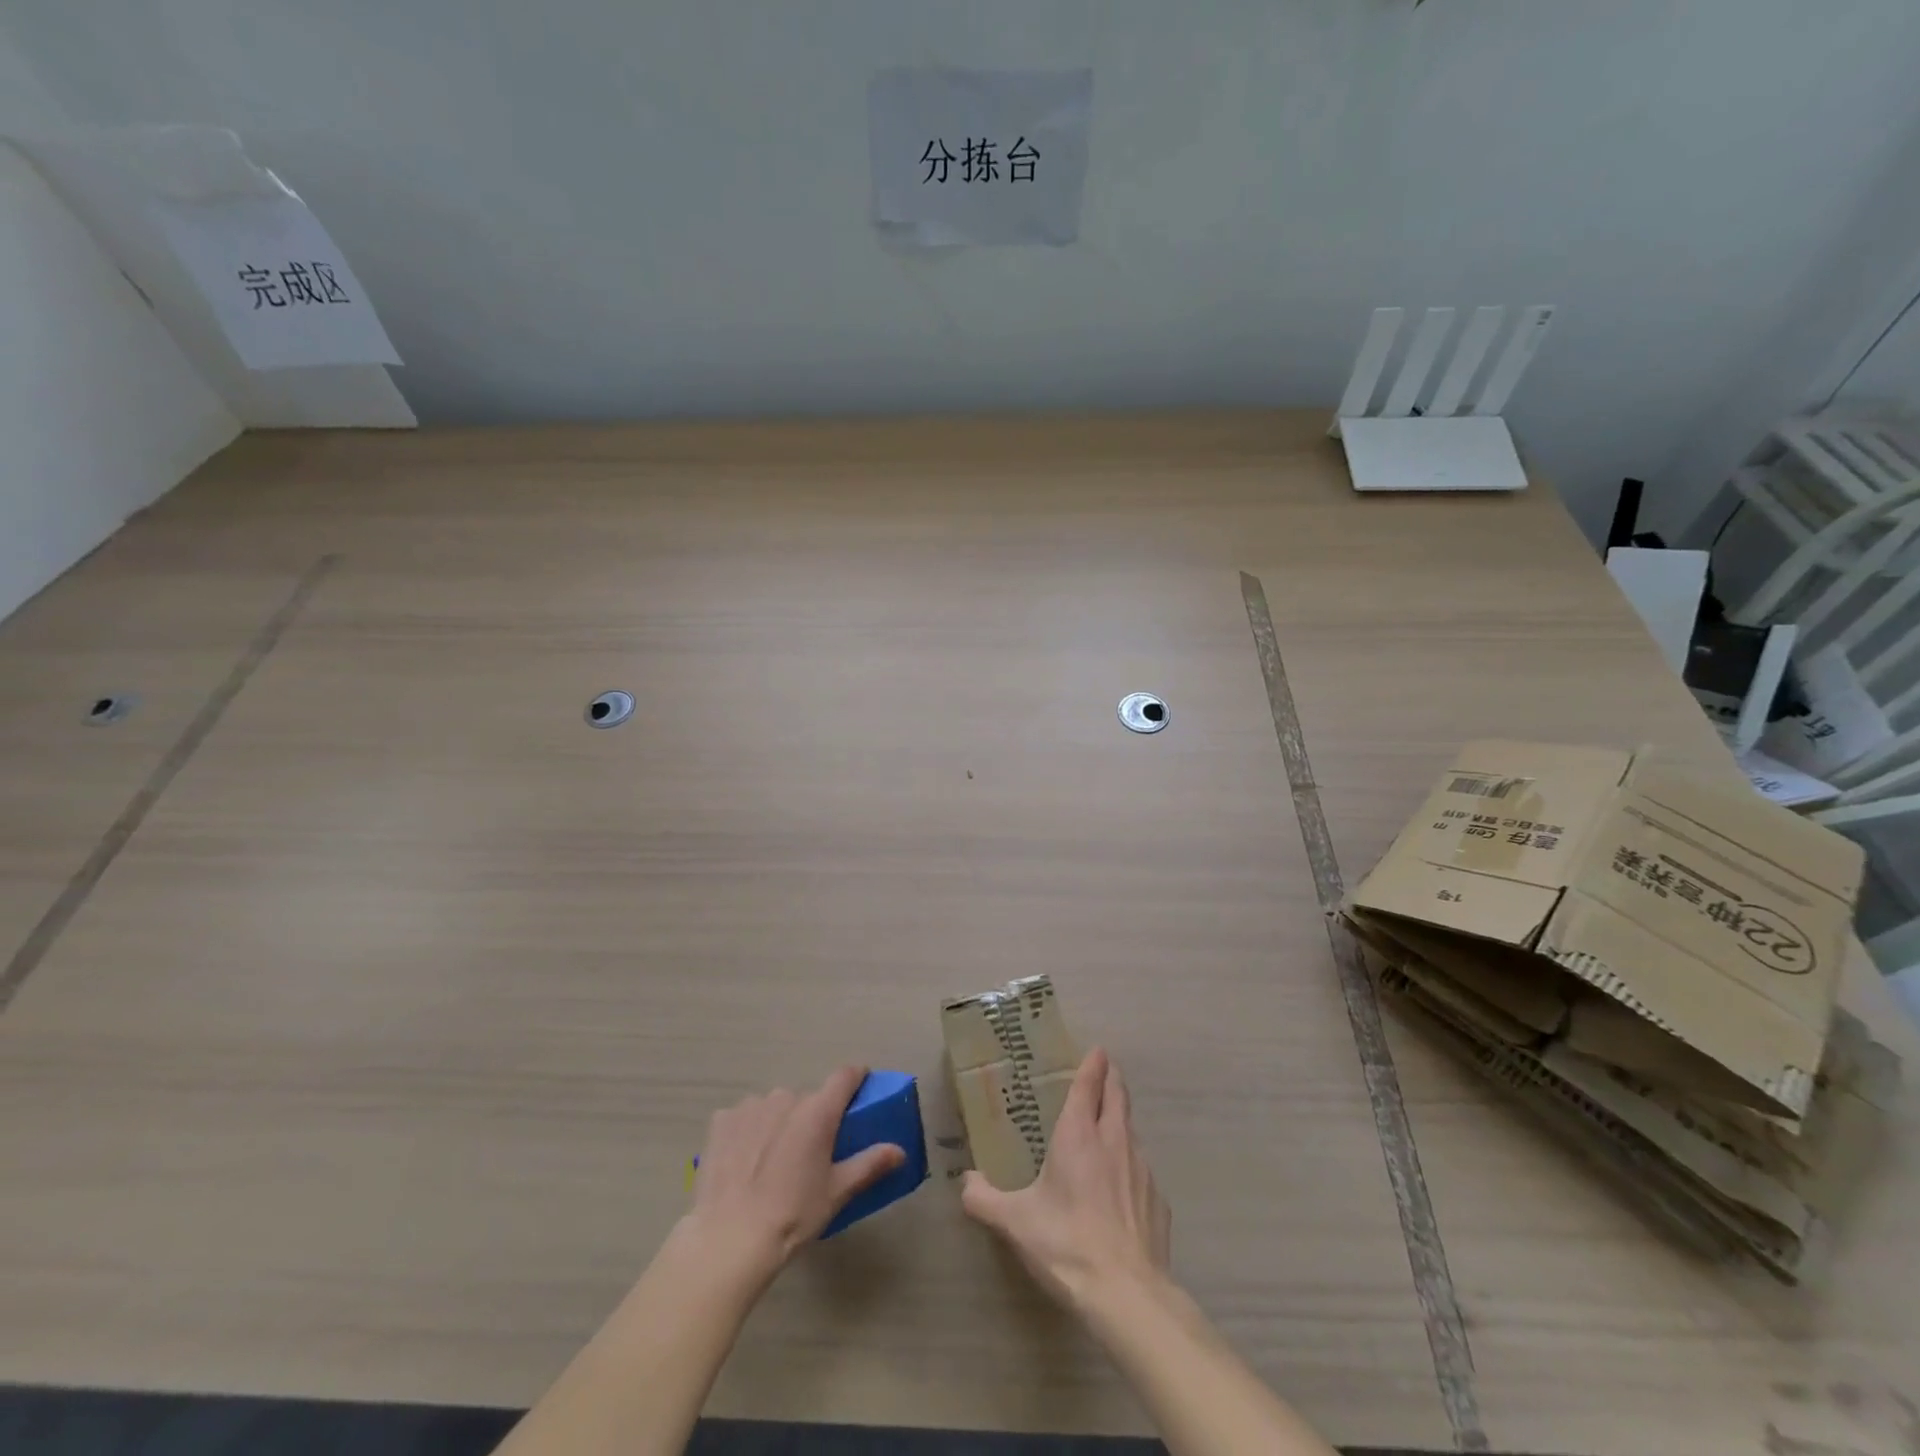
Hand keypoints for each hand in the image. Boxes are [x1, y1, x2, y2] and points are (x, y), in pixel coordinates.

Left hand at [680, 1066, 905, 1282]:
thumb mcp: (837, 1193)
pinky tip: (744, 1160)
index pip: (845, 1075)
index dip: (855, 1077)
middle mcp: (786, 1098)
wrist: (730, 1239)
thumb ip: (869, 1164)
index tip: (860, 1086)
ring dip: (779, 1122)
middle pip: (807, 1098)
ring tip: (773, 1160)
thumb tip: (899, 1151)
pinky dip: (748, 1130)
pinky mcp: (722, 1121)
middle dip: (812, 1116)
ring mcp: (751, 1106)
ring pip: (775, 1106)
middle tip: (810, 1151)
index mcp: (818, 1111)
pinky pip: (744, 1117)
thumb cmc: (792, 1215)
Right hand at [960, 1048, 1170, 1307]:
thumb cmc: (1066, 1243)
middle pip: (1118, 1097)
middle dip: (1112, 1079)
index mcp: (1079, 1135)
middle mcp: (1114, 1141)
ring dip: (1121, 1119)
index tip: (1098, 1049)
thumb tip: (965, 1182)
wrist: (1128, 1294)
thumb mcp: (1015, 1222)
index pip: (1088, 1086)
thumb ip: (985, 1198)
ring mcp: (1142, 1170)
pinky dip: (1131, 1163)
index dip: (1093, 1064)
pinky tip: (1122, 1185)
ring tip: (1110, 1124)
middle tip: (1106, 1070)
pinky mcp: (1158, 1201)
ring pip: (1132, 1130)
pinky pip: (1143, 1169)